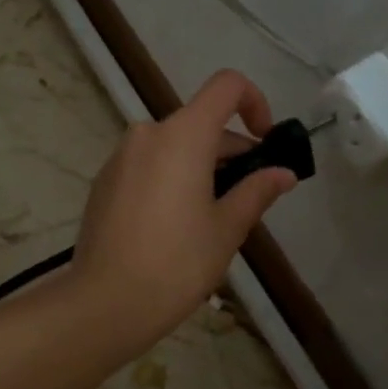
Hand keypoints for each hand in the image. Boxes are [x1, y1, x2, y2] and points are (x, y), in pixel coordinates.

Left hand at [67, 70, 297, 353]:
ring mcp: (121, 155)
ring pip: (175, 145)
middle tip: (249, 197)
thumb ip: (257, 191)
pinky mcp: (105, 179)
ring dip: (202, 167)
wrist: (104, 302)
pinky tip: (175, 225)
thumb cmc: (176, 262)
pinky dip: (172, 177)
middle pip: (201, 122)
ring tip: (213, 218)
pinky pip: (150, 163)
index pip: (226, 86)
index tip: (265, 142)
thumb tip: (283, 173)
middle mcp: (149, 132)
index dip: (255, 102)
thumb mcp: (227, 228)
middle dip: (231, 151)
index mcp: (183, 134)